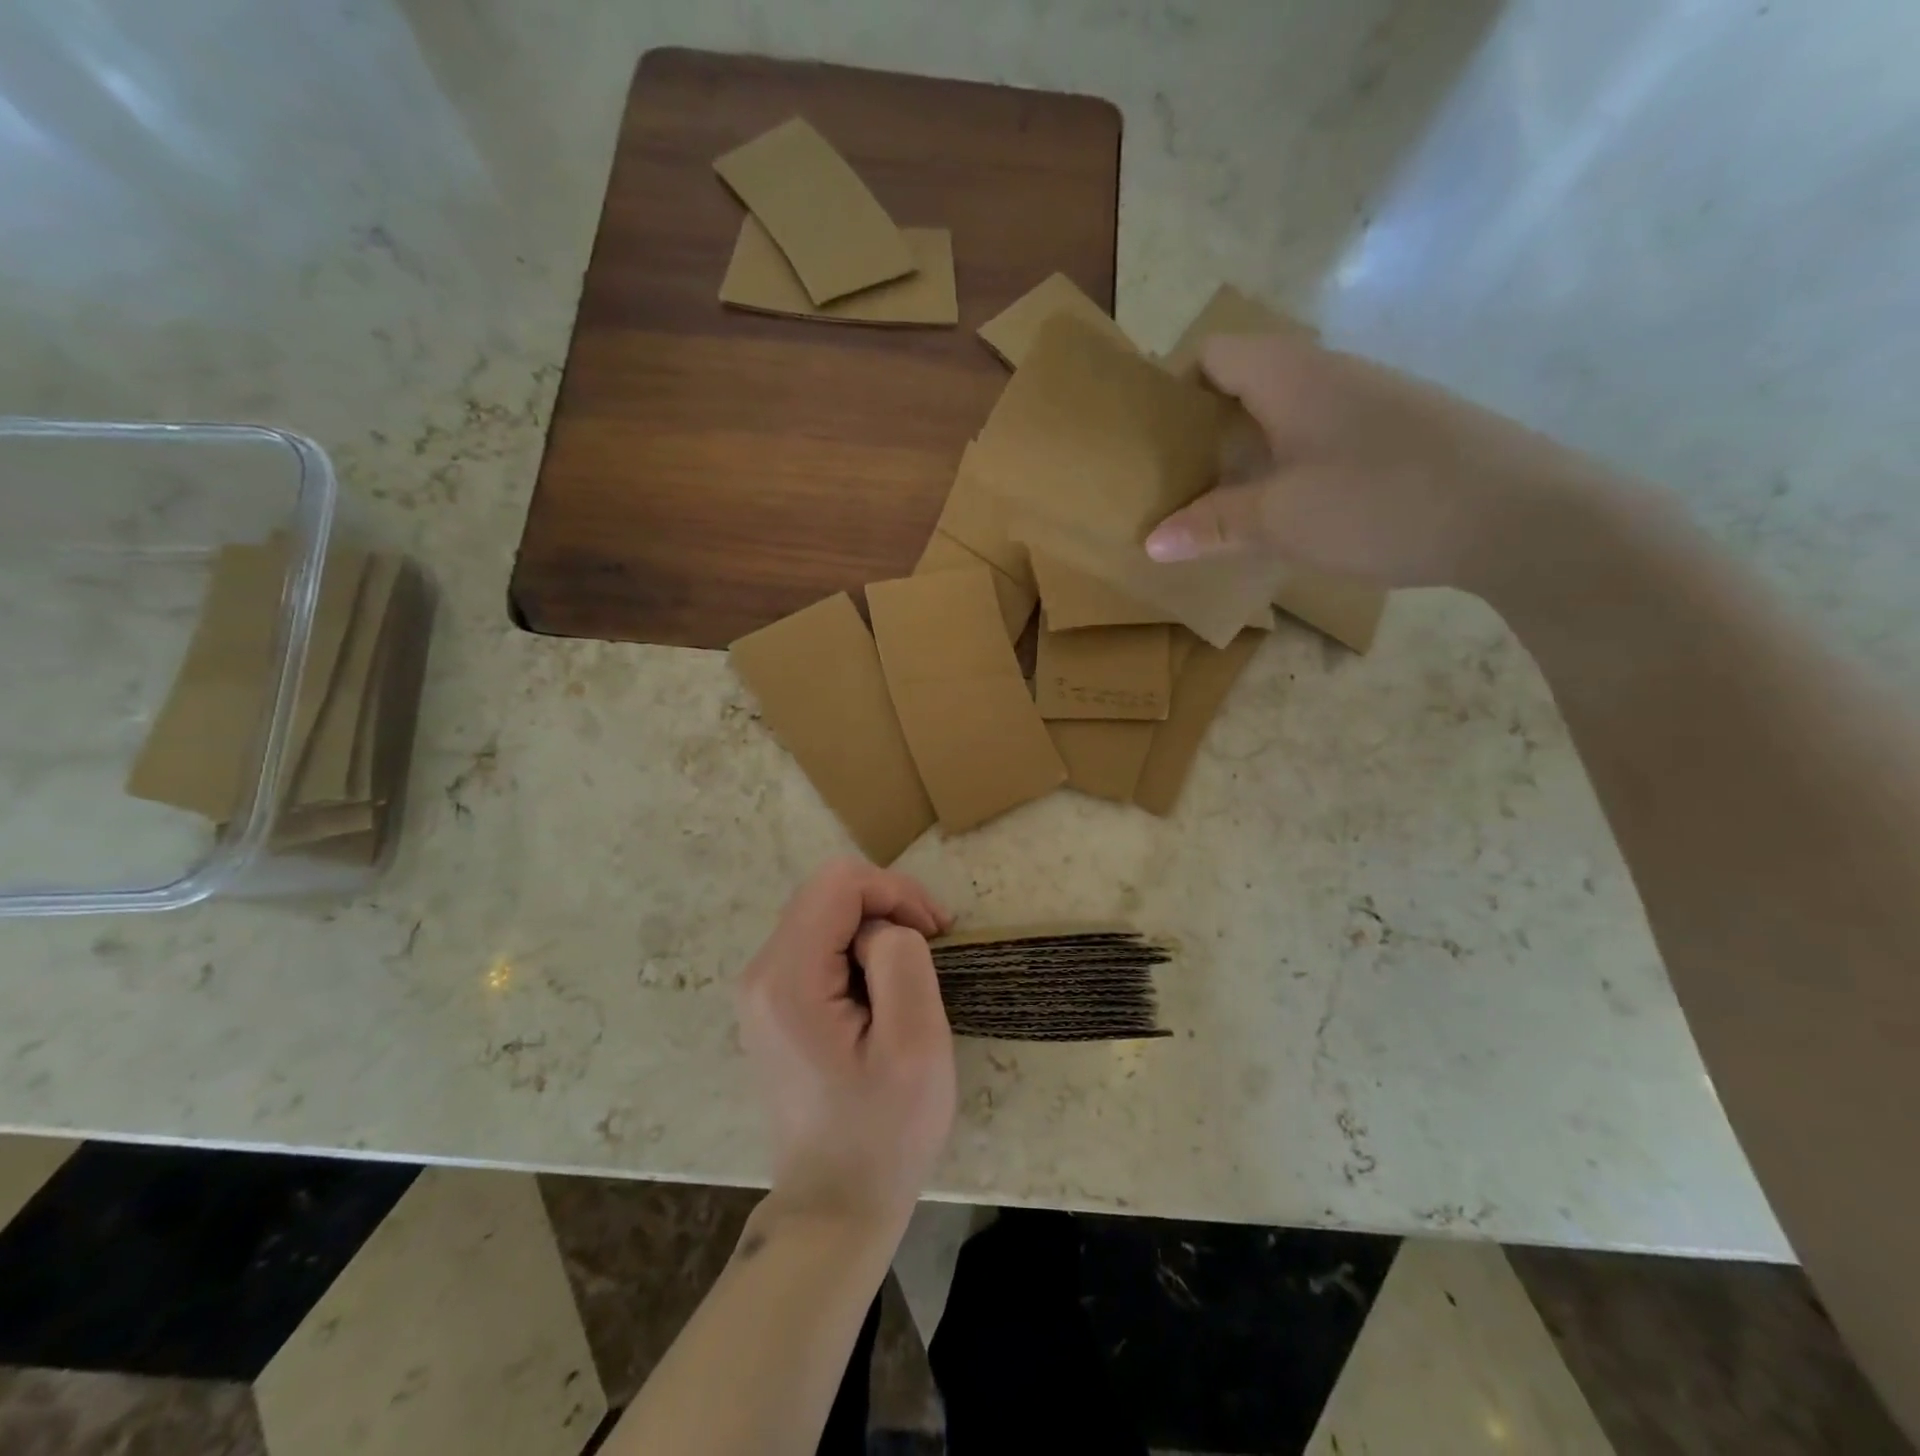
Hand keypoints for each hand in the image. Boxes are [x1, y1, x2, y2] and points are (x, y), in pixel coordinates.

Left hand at [735, 858, 956, 1237]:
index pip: (839, 883)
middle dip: (887, 905)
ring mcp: (760, 989)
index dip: (895, 891)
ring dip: (875, 927)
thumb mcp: (915, 1044)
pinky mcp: (772, 1004)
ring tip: (912, 972)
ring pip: (824, 913)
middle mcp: (760, 973)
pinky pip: (817, 943)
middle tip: (932, 945)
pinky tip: (882, 989)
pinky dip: (857, 948)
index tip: (936, 931)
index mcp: (788, 979)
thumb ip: (901, 960)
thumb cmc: (883, 1132)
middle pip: (827, 892)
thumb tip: (881, 930)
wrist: (833, 1207)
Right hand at [1146, 333, 1623, 594]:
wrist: (1519, 514)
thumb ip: (1212, 526)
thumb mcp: (1280, 521)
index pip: (1212, 353)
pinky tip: (1287, 512)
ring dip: (1246, 452)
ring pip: (1284, 413)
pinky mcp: (1397, 432)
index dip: (1174, 387)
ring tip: (1220, 503)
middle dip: (1203, 428)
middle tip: (1173, 481)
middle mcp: (1328, 374)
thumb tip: (1151, 541)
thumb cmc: (1381, 502)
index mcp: (1290, 376)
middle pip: (1245, 383)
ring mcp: (1369, 401)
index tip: (1151, 439)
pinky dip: (1287, 465)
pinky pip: (1320, 436)